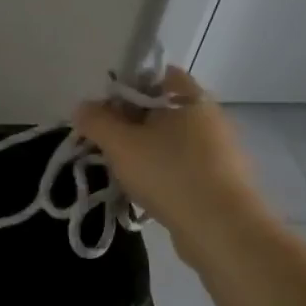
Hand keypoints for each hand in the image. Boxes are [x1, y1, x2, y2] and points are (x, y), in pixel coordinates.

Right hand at [74, 66, 269, 261]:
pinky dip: (162, 174)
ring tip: (122, 174)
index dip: (128, 88)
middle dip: (131, 125)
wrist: (221, 229)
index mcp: (191, 98)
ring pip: (171, 141)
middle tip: (106, 145)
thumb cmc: (168, 173)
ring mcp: (220, 151)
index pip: (158, 76)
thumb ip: (96, 121)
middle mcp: (211, 118)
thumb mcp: (120, 144)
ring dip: (145, 152)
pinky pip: (183, 167)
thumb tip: (83, 107)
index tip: (105, 112)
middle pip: (162, 111)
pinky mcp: (222, 181)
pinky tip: (146, 193)